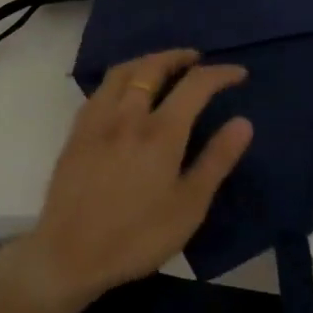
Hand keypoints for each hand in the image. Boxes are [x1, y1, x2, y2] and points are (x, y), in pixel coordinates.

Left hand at [16, 49, 252, 310]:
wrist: (69, 255)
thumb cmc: (137, 236)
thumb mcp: (189, 206)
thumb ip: (216, 160)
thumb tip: (243, 122)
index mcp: (160, 132)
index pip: (195, 85)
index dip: (220, 74)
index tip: (238, 73)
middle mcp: (127, 115)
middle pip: (153, 67)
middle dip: (178, 57)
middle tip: (197, 59)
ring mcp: (97, 121)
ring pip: (122, 72)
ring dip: (147, 61)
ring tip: (162, 68)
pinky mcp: (76, 133)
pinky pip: (101, 90)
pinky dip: (121, 79)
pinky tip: (124, 93)